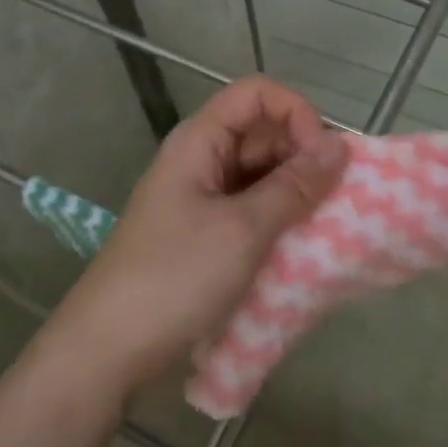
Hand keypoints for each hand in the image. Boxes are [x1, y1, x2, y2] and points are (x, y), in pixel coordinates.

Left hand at [43, 77, 347, 399]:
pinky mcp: (205, 235)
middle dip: (303, 156)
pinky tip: (301, 246)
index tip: (321, 157)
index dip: (296, 113)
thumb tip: (340, 147)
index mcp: (200, 142)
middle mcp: (201, 160)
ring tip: (324, 225)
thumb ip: (294, 186)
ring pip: (261, 174)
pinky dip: (279, 220)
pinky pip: (252, 210)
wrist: (107, 351)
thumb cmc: (174, 278)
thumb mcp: (243, 229)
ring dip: (295, 192)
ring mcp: (201, 199)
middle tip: (333, 199)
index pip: (258, 95)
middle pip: (262, 133)